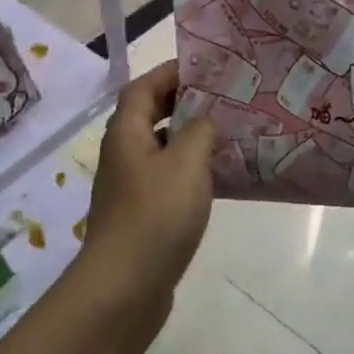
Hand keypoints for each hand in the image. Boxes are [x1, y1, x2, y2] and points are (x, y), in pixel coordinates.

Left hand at [80, 60, 218, 303]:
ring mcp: (131, 186)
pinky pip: (169, 177)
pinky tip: (220, 176)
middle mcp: (124, 154)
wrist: (125, 285)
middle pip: (150, 115)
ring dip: (190, 137)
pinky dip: (191, 168)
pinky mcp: (143, 213)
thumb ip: (201, 131)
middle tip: (224, 97)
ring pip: (162, 148)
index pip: (143, 87)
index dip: (170, 72)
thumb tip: (207, 121)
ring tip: (229, 131)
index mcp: (126, 133)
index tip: (206, 67)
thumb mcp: (186, 163)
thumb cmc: (156, 215)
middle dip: (183, 102)